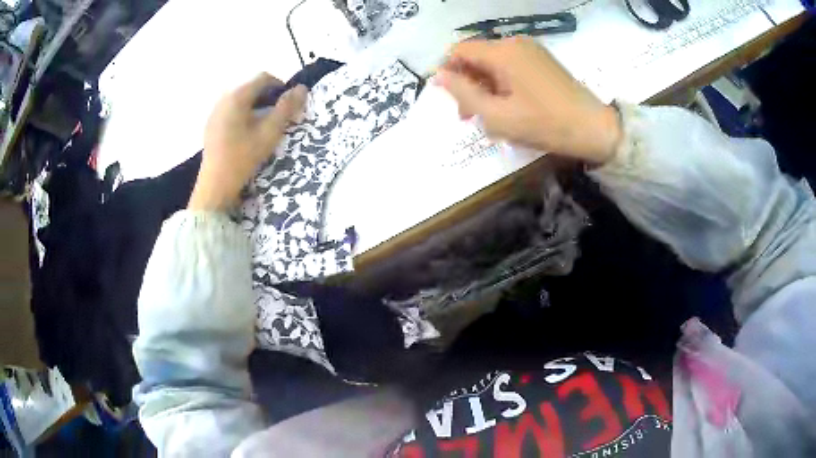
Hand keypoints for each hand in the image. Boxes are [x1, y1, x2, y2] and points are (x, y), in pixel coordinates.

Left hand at [188, 73, 307, 210]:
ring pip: (241, 100)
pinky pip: (231, 110)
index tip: (289, 102)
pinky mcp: (211, 125)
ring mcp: (215, 112)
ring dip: (256, 106)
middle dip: (268, 97)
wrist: (215, 185)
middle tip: (278, 116)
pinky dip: (243, 114)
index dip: (280, 85)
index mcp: (237, 97)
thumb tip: (302, 88)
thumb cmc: (243, 157)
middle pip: (251, 88)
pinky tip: (246, 134)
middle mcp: (224, 99)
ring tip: (264, 125)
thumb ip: (286, 108)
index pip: (263, 78)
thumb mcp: (269, 133)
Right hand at [435, 37, 621, 163]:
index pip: (459, 50)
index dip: (447, 72)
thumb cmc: (545, 124)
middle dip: (466, 83)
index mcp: (502, 52)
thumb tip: (438, 75)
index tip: (449, 99)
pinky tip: (508, 108)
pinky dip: (501, 85)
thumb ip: (463, 93)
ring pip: (493, 63)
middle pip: (476, 56)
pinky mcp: (542, 61)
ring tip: (489, 117)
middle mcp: (515, 43)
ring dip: (484, 87)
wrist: (594, 129)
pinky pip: (510, 67)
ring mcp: (531, 51)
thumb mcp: (497, 115)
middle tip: (468, 116)